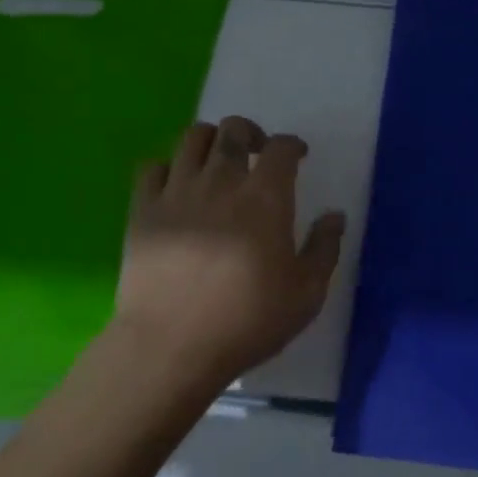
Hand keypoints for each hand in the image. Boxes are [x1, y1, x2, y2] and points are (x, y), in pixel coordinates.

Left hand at [109, 116, 346, 391]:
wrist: (171, 347)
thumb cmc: (247, 320)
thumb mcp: (306, 293)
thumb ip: (325, 248)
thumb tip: (335, 215)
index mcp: (266, 197)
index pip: (282, 146)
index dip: (292, 145)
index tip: (297, 157)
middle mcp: (221, 181)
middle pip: (234, 129)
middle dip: (250, 133)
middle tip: (257, 154)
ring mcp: (177, 192)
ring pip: (192, 138)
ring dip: (210, 141)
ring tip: (216, 163)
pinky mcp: (142, 210)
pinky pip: (152, 167)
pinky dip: (168, 168)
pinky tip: (176, 188)